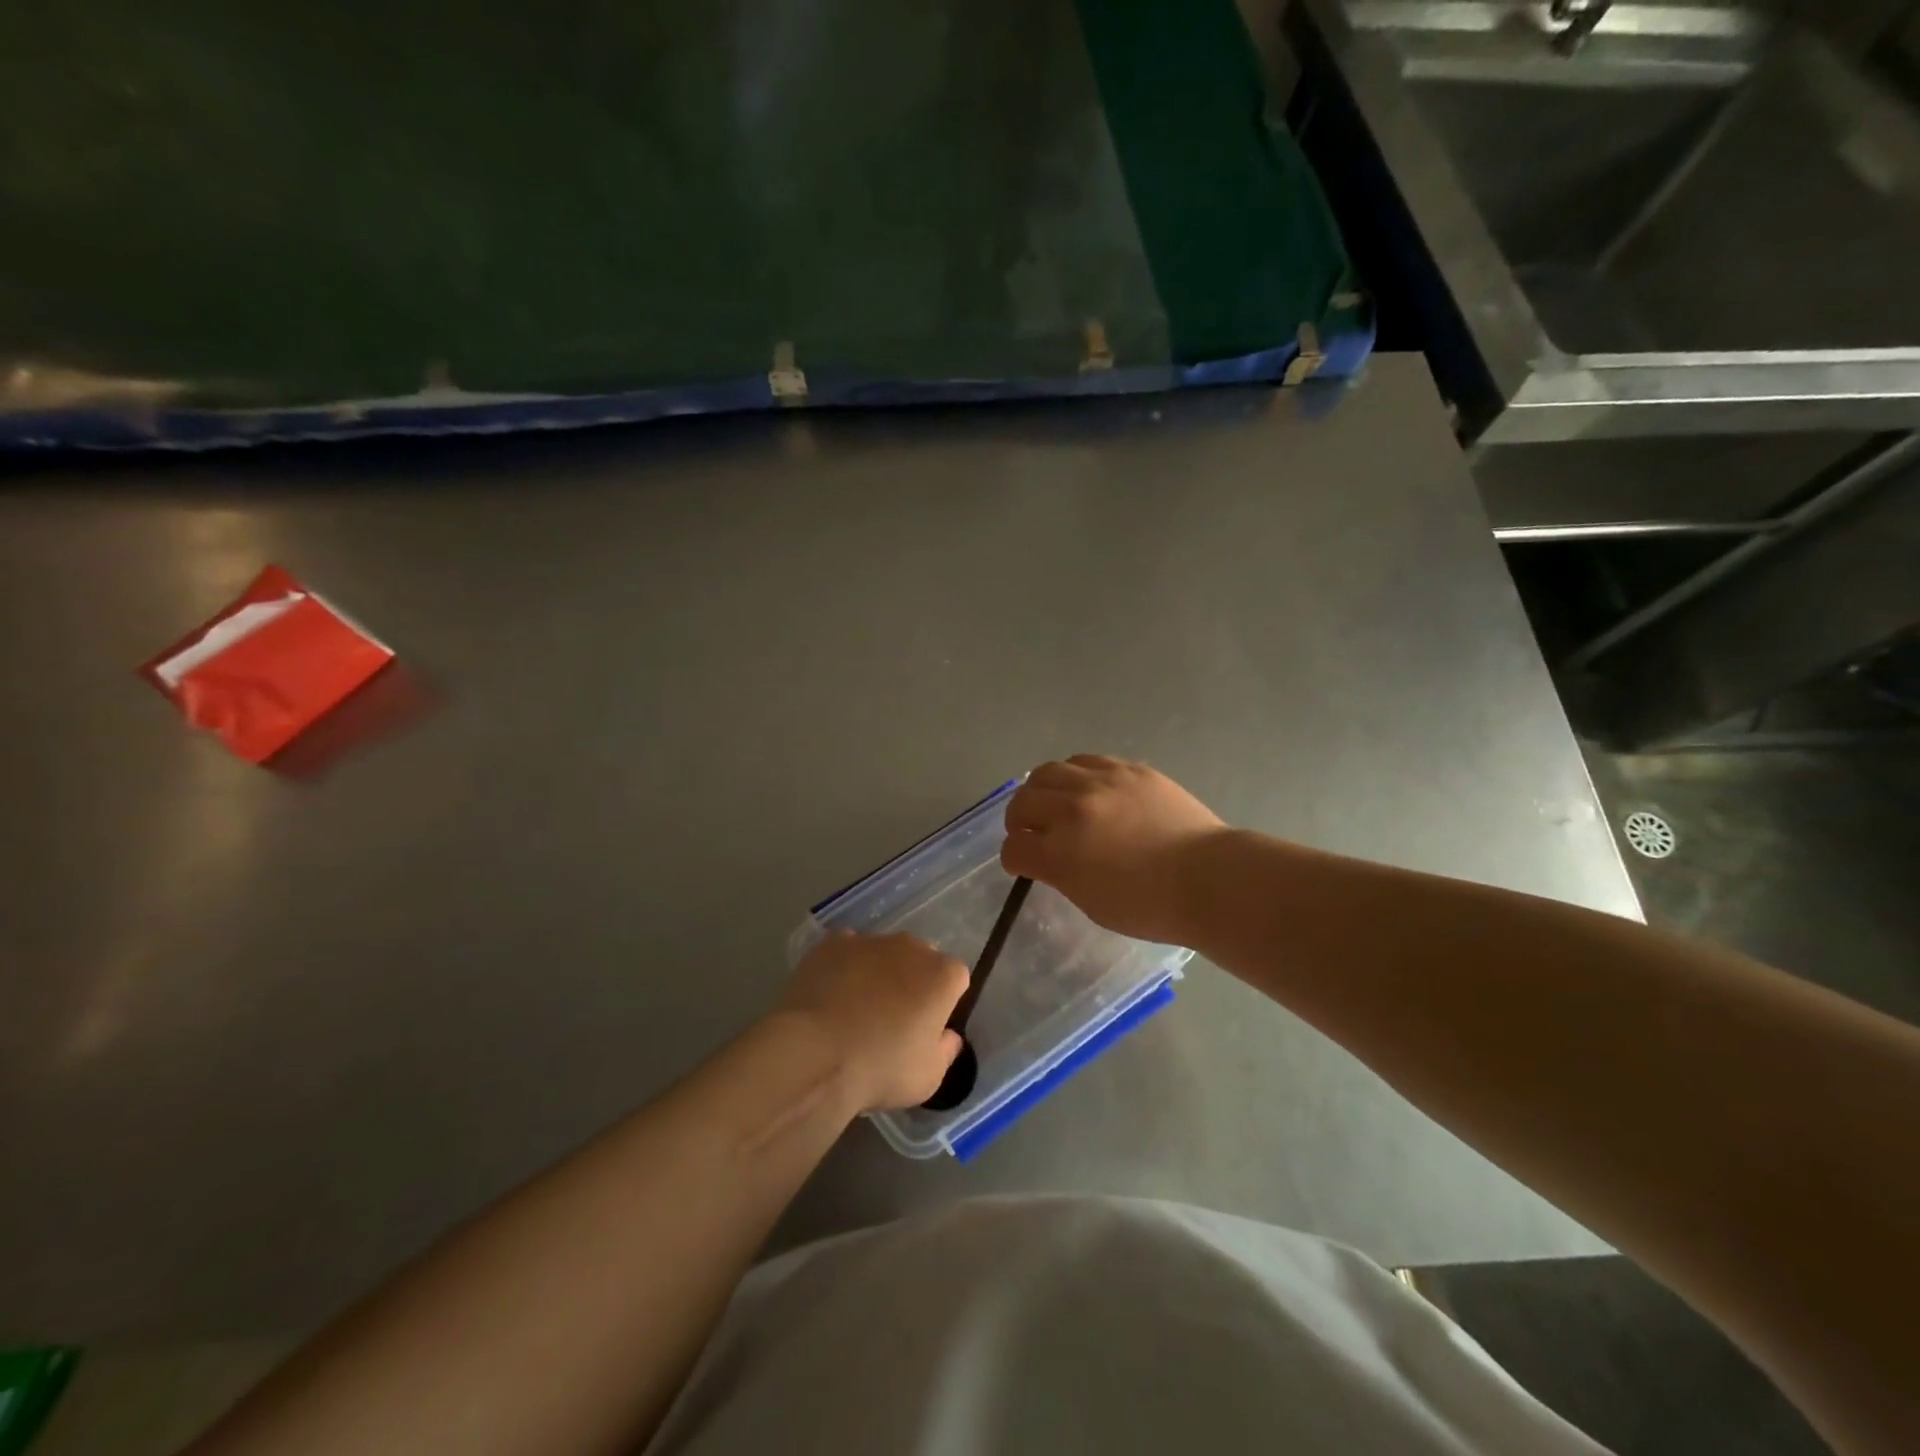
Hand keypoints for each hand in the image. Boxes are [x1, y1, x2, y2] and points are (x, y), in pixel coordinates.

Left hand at [779, 932, 967, 1110]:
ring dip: (876, 972)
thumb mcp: (928, 1077)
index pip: (955, 979)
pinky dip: (843, 967)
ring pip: (881, 953)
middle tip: (892, 1018)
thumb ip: (945, 1050)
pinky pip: (845, 952)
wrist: (816, 1055)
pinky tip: (829, 996)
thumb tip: (948, 1036)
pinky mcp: (831, 943)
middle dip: (911, 981)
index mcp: (942, 975)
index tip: (927, 1027)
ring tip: (854, 1009)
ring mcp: (869, 940)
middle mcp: (911, 947)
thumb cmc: (881, 1068)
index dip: (943, 1002)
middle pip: (919, 959)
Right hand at [1001, 755, 1226, 944]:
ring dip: (1042, 790)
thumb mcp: (1092, 903)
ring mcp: (1100, 783)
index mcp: (1059, 854)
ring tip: (1056, 802)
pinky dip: (1076, 775)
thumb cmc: (1151, 907)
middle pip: (1022, 802)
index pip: (1014, 848)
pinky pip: (1085, 760)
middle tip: (1032, 831)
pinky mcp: (1128, 769)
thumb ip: (1062, 874)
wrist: (1209, 878)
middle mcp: (1071, 811)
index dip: (1014, 859)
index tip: (1023, 863)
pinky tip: (1087, 788)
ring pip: (1047, 772)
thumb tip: (1050, 857)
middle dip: (1019, 821)